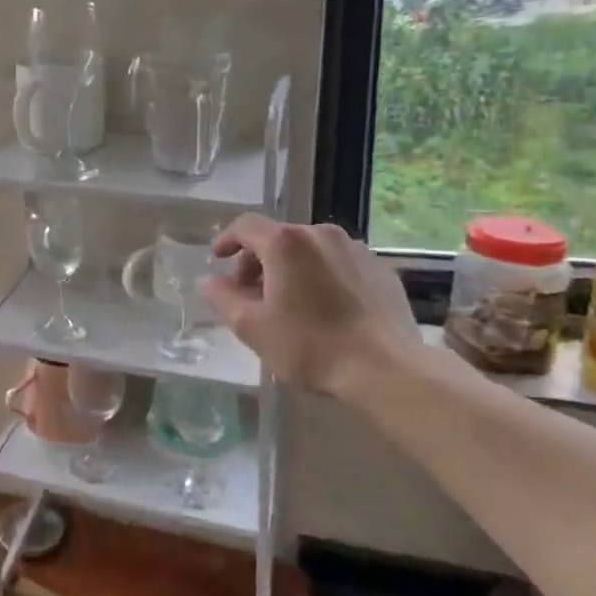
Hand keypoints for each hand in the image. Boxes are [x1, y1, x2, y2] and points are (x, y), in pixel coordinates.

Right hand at [201, 216, 421, 397]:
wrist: (386, 370)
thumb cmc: (310, 346)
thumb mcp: (251, 327)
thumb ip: (222, 298)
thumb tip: (209, 282)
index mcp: (286, 243)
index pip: (246, 226)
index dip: (228, 239)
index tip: (218, 258)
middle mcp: (321, 234)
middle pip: (278, 237)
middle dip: (258, 261)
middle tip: (250, 294)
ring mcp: (356, 249)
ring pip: (310, 250)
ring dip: (291, 268)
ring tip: (288, 303)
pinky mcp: (380, 269)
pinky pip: (339, 264)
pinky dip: (321, 276)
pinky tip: (324, 309)